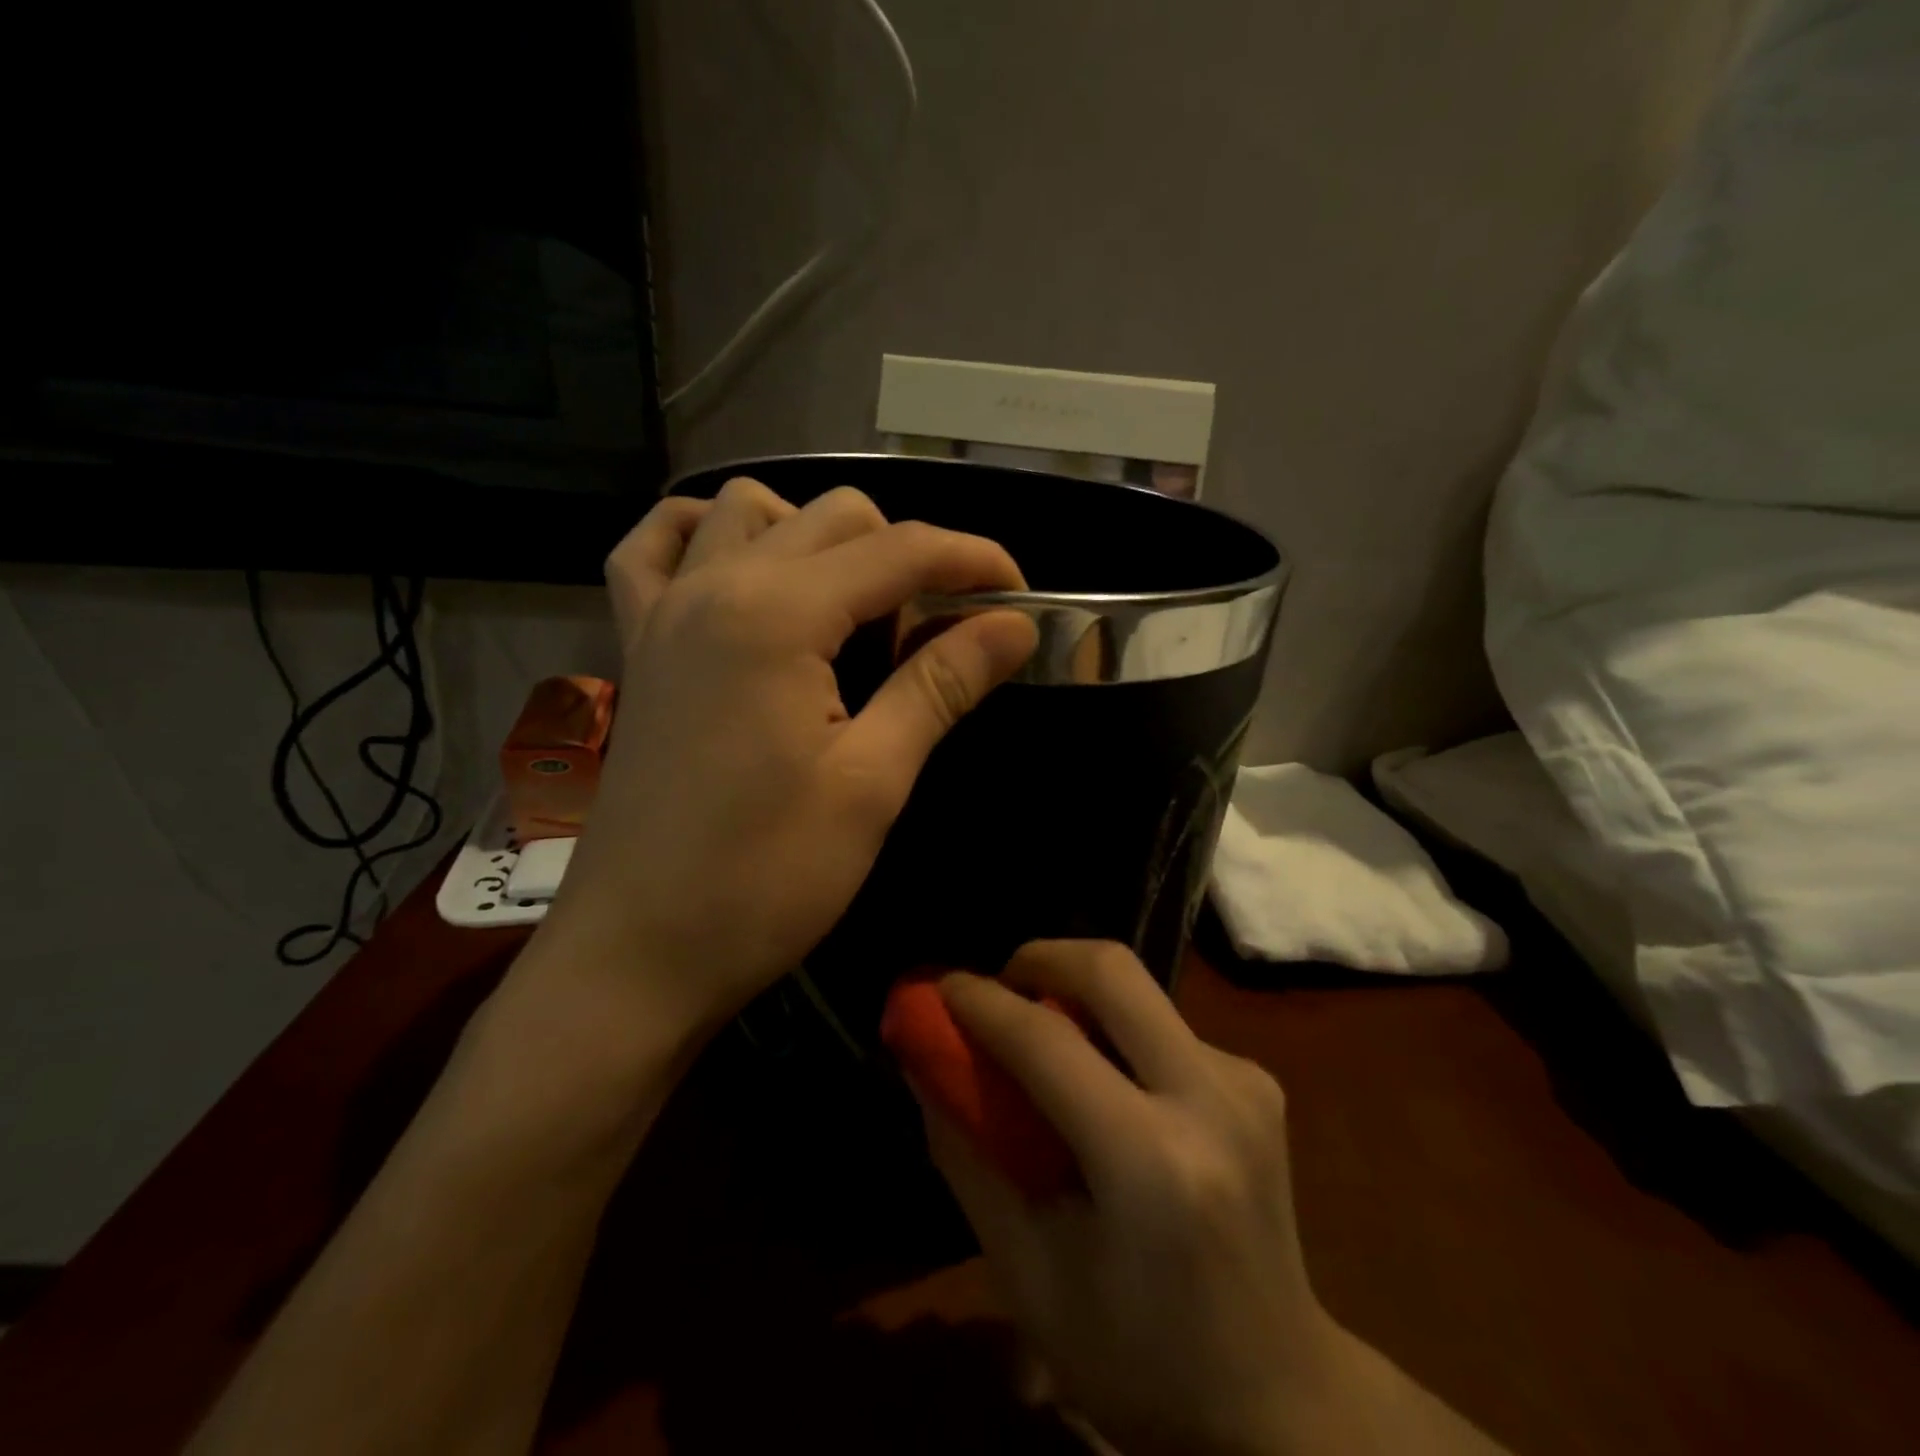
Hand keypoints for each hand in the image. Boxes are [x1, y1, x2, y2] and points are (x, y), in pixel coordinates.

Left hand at [538, 478, 1037, 1038]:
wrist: (638, 954)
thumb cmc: (765, 878)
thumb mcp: (872, 782)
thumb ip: (940, 684)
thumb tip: (1015, 626)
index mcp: (777, 614)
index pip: (901, 550)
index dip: (974, 560)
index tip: (1023, 597)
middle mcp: (715, 584)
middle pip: (834, 516)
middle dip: (907, 553)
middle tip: (943, 630)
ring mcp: (664, 609)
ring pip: (750, 511)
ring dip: (816, 537)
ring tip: (852, 607)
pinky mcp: (638, 645)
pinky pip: (656, 548)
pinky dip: (706, 537)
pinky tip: (742, 573)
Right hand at [917, 941, 1335, 1455]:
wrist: (1282, 1398)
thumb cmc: (1138, 1359)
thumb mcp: (1027, 1276)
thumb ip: (968, 1157)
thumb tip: (926, 1065)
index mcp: (1151, 1162)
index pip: (1047, 1041)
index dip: (981, 1003)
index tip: (939, 989)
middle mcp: (1210, 1098)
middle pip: (1111, 970)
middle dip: (1040, 958)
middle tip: (999, 989)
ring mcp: (1245, 1081)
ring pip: (1138, 989)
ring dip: (1075, 993)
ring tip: (1043, 1044)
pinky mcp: (1258, 1079)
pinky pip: (1162, 1022)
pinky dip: (1115, 1030)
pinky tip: (1105, 1085)